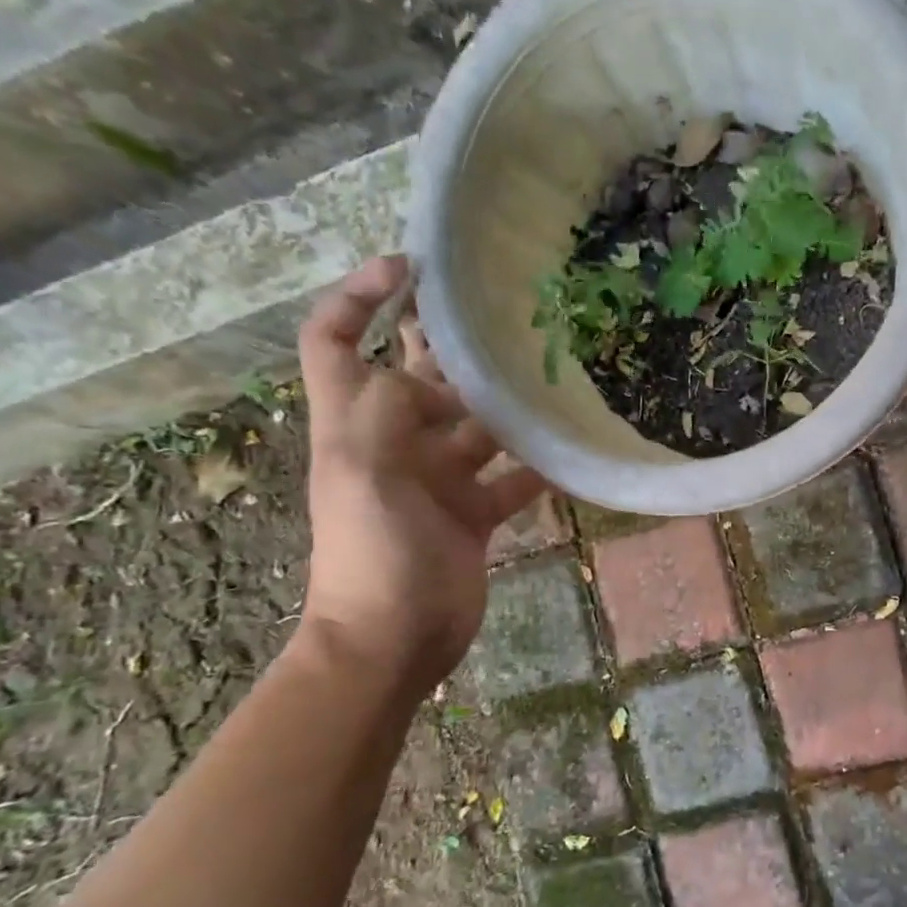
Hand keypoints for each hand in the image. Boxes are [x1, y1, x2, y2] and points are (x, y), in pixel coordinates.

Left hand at [296, 256, 545, 678]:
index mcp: (355, 423)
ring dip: (507, 406)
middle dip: (455, 347)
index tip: (406, 266)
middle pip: (421, 377)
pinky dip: (535, 467)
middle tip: (511, 319)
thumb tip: (429, 378)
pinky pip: (509, 479)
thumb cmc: (373, 556)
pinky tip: (569, 452)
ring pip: (475, 427)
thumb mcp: (364, 472)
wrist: (394, 640)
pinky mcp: (473, 515)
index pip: (336, 340)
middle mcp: (395, 443)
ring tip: (554, 376)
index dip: (358, 295)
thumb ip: (388, 410)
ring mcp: (438, 481)